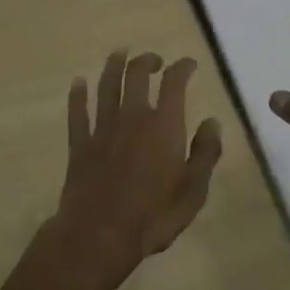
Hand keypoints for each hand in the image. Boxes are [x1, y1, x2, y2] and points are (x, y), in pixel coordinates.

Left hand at [47, 51, 222, 289]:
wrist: (99, 235)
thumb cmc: (153, 216)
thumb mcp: (193, 190)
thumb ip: (205, 153)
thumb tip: (212, 122)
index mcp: (163, 125)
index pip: (174, 83)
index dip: (182, 68)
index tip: (188, 64)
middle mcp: (132, 116)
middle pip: (136, 75)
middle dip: (146, 61)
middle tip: (153, 60)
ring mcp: (103, 128)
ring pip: (107, 86)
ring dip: (113, 66)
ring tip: (119, 54)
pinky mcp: (80, 144)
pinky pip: (78, 112)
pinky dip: (78, 95)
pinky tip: (78, 83)